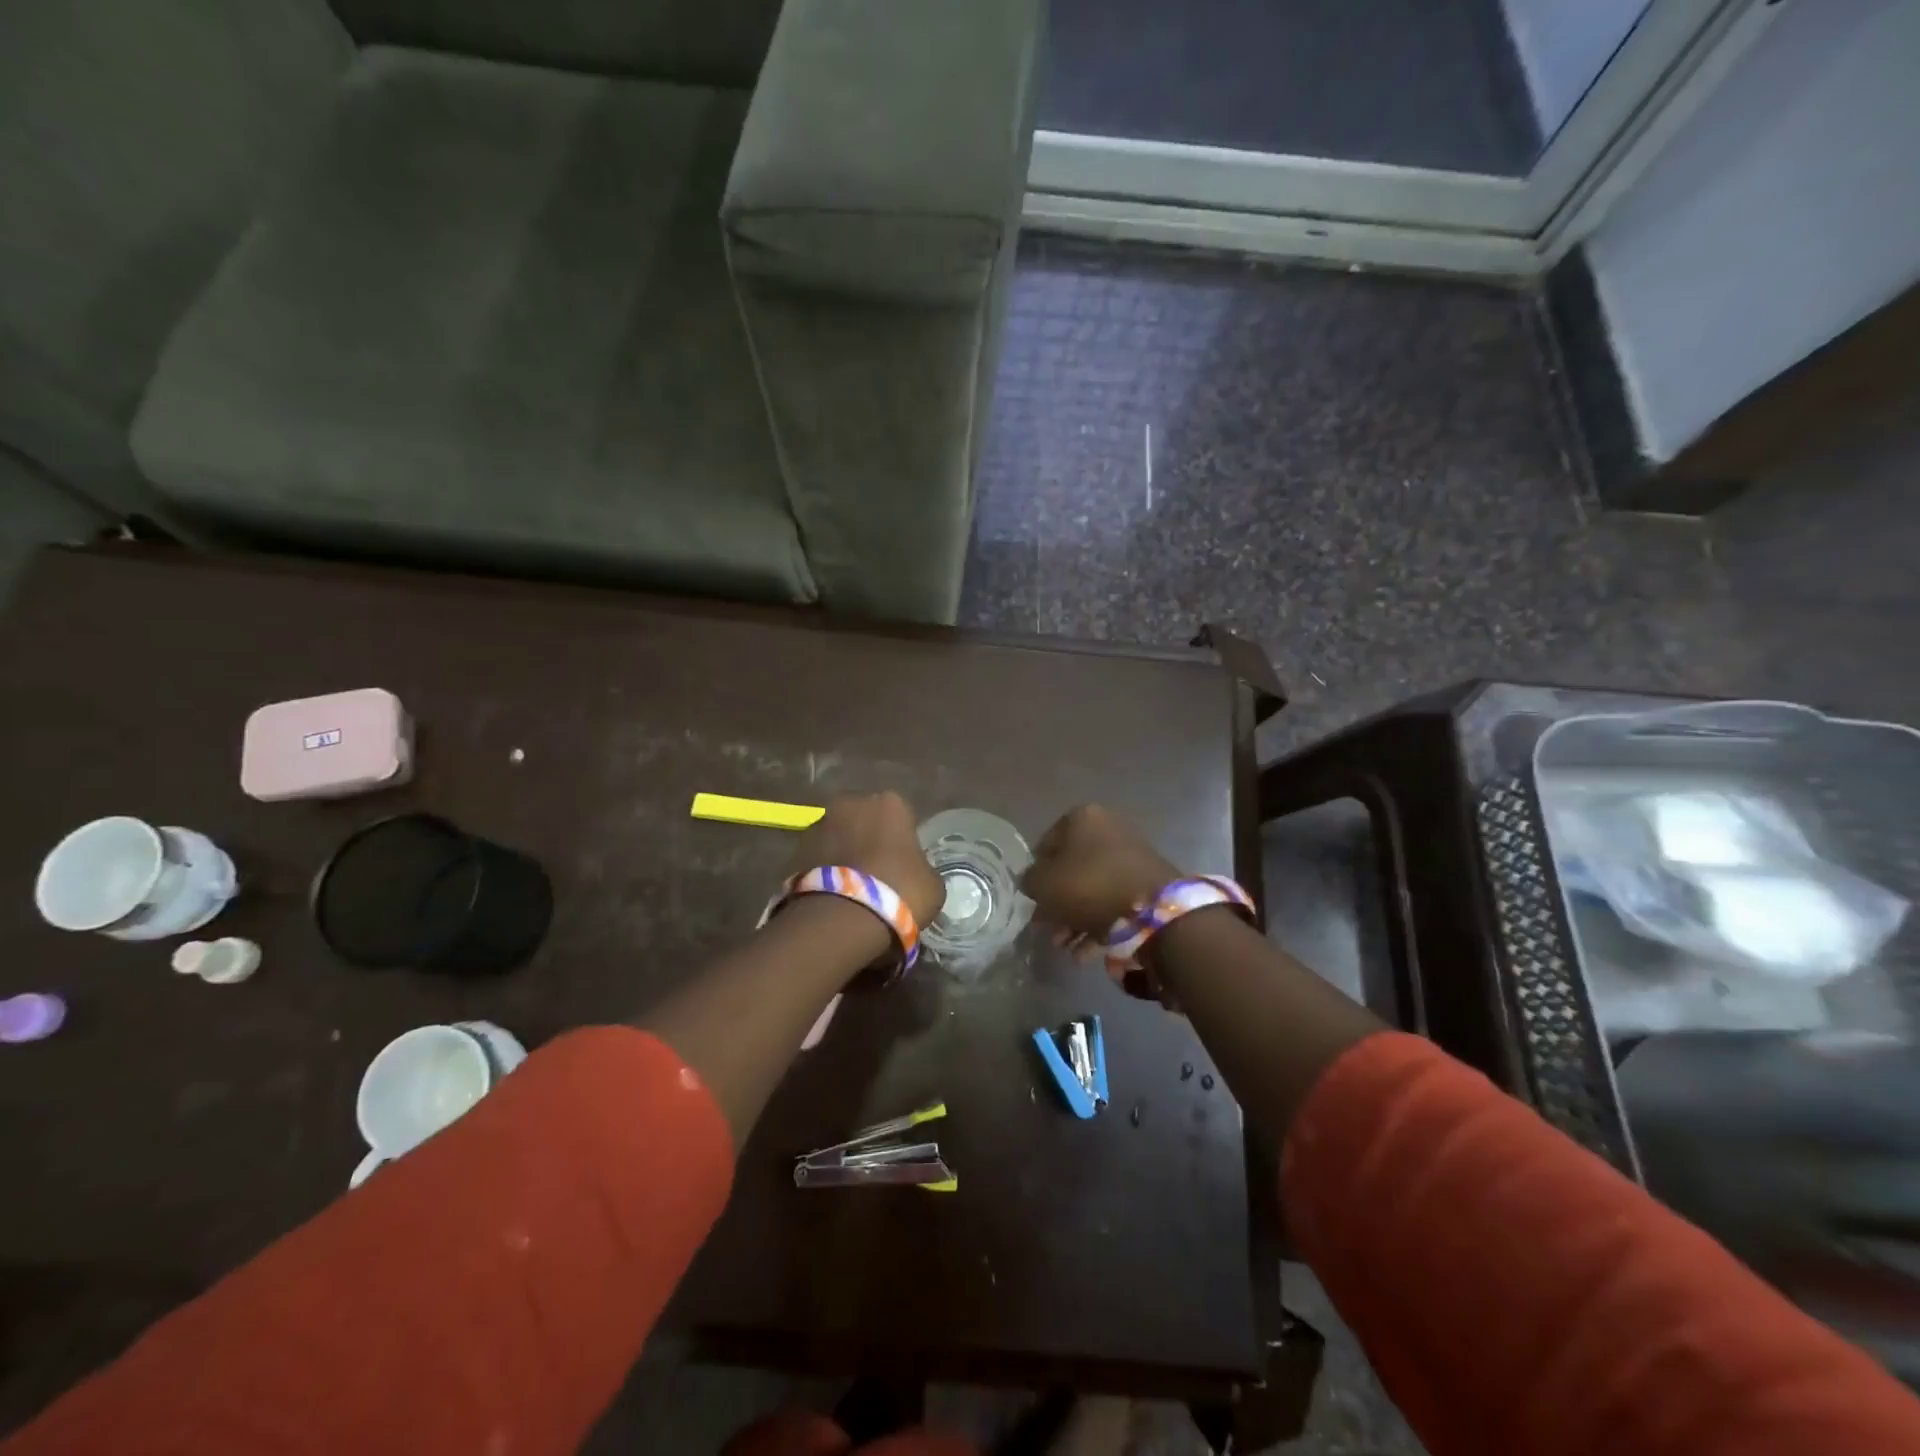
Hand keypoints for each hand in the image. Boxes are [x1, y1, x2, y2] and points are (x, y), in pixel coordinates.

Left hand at [792, 792, 943, 930]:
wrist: (841, 918)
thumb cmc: (899, 892)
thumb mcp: (932, 885)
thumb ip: (923, 869)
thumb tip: (914, 874)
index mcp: (890, 803)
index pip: (901, 816)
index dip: (902, 841)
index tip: (903, 865)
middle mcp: (851, 803)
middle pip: (864, 819)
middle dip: (868, 840)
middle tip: (876, 875)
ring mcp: (819, 824)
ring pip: (837, 837)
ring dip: (843, 854)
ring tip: (850, 890)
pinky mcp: (794, 850)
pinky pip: (817, 858)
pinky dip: (823, 871)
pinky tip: (832, 898)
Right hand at [1021, 805, 1182, 939]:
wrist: (1152, 910)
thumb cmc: (1088, 886)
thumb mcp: (1043, 884)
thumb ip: (1030, 880)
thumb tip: (1033, 882)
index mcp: (1082, 818)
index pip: (1046, 845)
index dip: (1036, 875)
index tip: (1033, 902)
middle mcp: (1109, 829)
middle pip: (1072, 869)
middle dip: (1059, 904)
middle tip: (1050, 931)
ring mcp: (1132, 855)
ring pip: (1093, 889)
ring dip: (1075, 919)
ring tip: (1066, 948)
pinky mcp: (1148, 882)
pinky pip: (1114, 901)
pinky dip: (1099, 924)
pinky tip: (1086, 953)